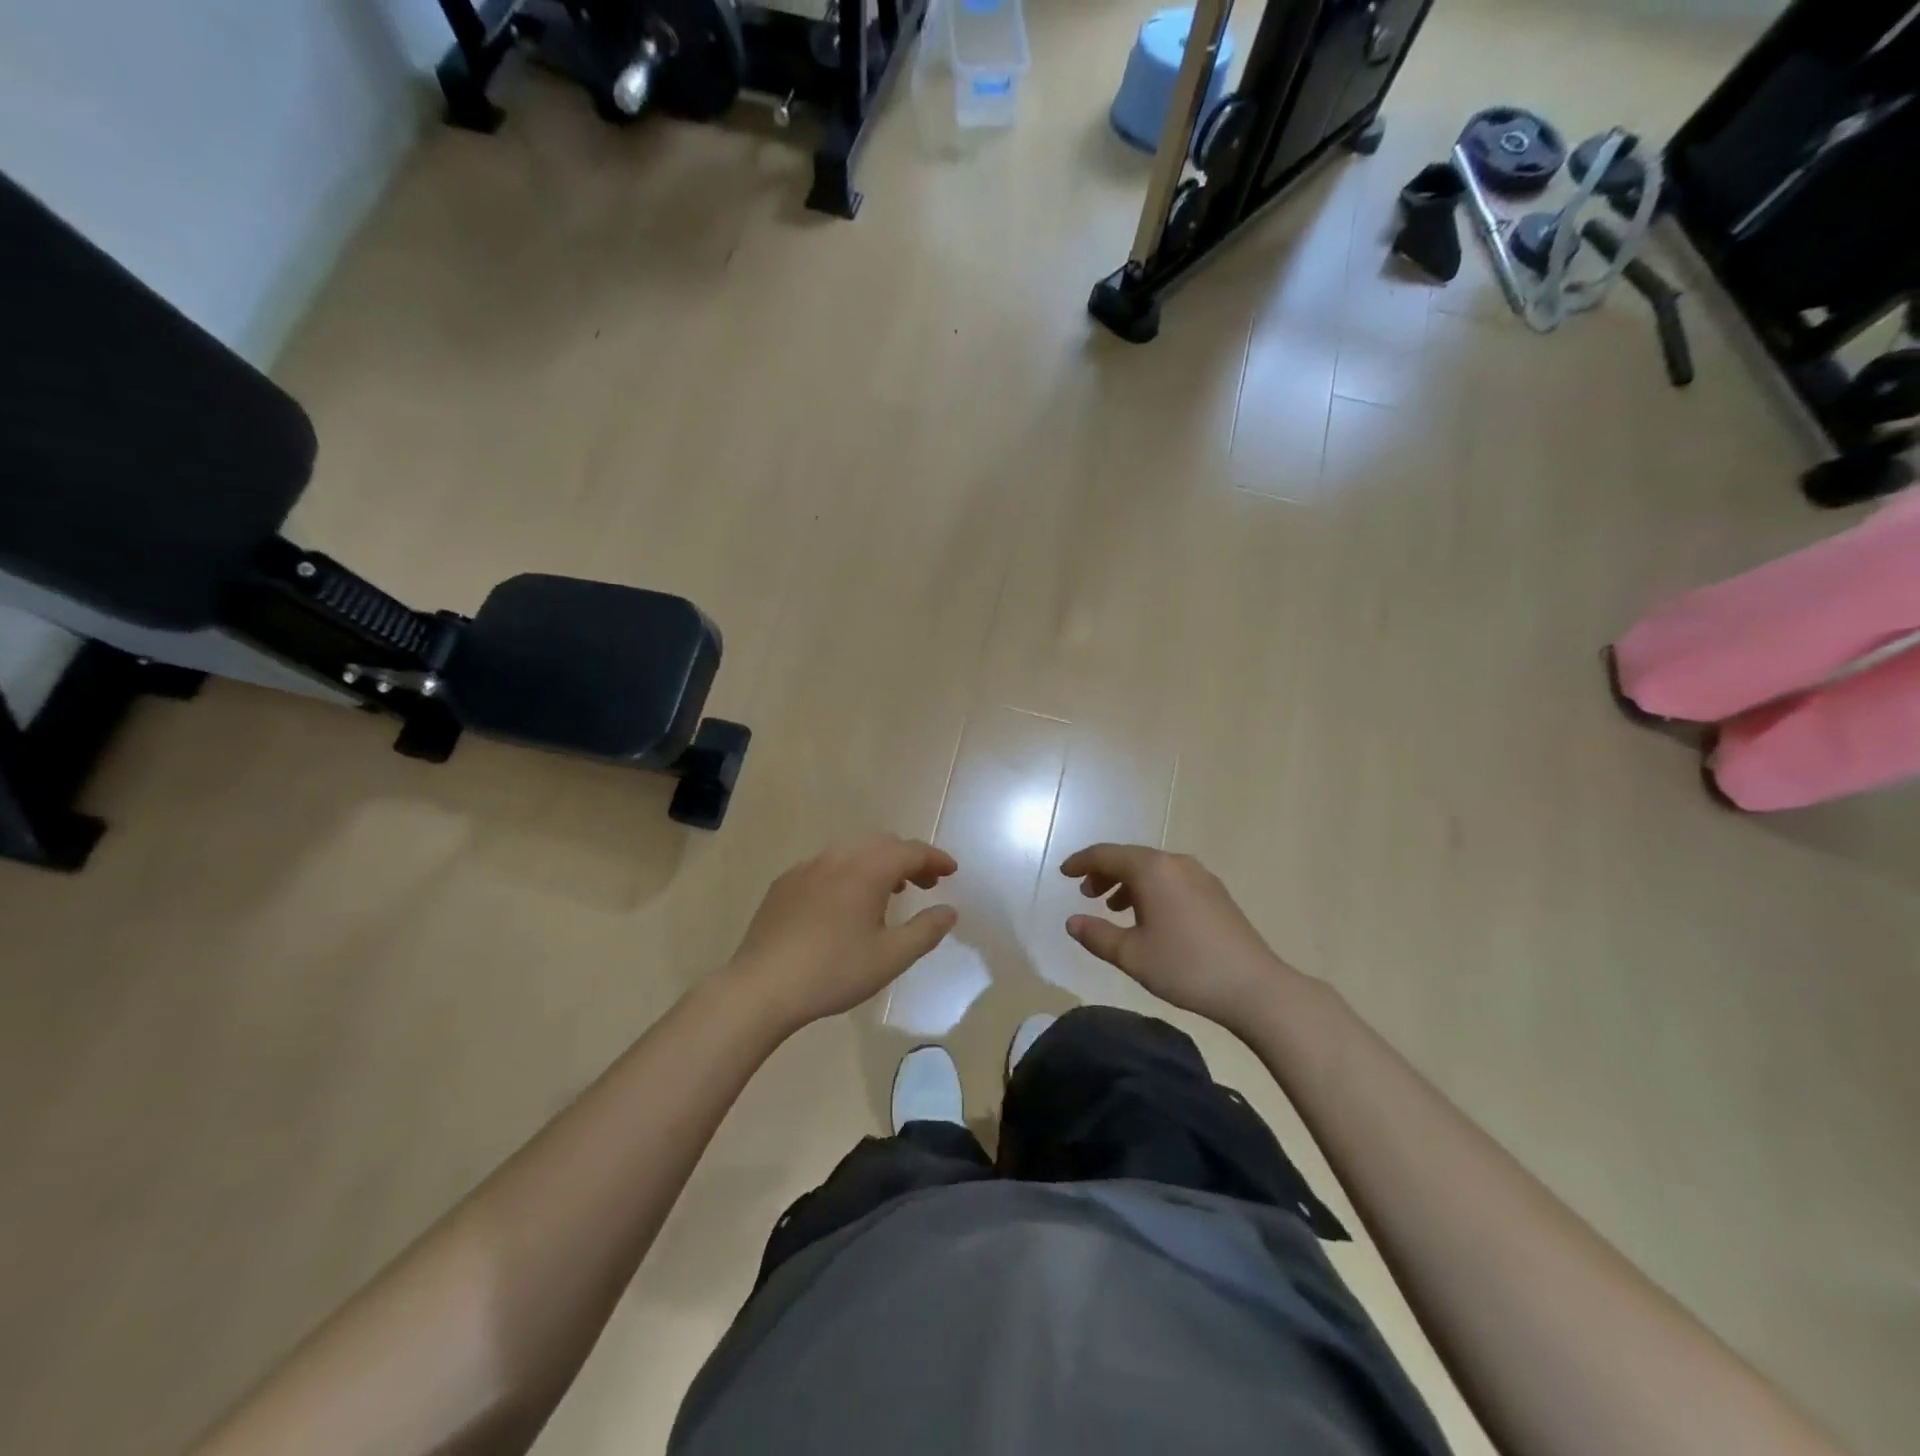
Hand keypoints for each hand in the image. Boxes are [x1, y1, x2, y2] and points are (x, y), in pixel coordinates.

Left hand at [728, 836, 959, 1031]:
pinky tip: (845, 902)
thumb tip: (948, 911)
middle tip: (925, 884)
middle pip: (882, 844)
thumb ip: (925, 931)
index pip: (911, 851)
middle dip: (908, 859)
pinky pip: (827, 865)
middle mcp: (838, 858)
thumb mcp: (890, 957)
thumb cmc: (833, 971)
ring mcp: (807, 868)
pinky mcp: (785, 883)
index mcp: (867, 870)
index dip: (935, 859)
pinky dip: (849, 872)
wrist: (762, 986)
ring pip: (852, 851)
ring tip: (889, 891)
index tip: (951, 871)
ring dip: (878, 863)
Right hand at [1060, 844, 1297, 1032]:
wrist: (1254, 987)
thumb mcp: (1131, 955)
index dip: (1081, 862)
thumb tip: (1072, 922)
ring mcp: (1200, 875)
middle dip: (1104, 872)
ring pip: (1152, 868)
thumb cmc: (1185, 967)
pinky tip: (1149, 916)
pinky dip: (1151, 889)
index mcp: (1152, 870)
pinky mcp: (1215, 892)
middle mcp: (1175, 863)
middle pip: (1130, 857)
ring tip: (1113, 907)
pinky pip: (1171, 878)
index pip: (1106, 855)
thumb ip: (1096, 935)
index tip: (1063, 873)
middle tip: (1086, 894)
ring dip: (1127, 882)